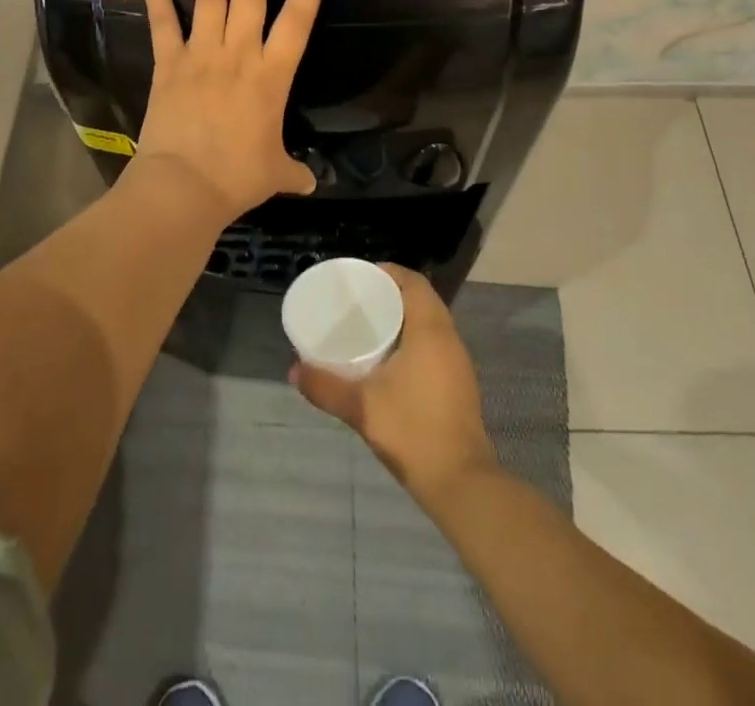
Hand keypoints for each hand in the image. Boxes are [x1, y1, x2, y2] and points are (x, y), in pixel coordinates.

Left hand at [134, 0, 334, 219]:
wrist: (183, 189)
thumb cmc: (236, 178)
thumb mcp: (274, 174)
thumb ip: (293, 170)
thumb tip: (310, 183)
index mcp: (272, 74)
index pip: (299, 18)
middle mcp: (239, 52)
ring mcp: (201, 54)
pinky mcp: (167, 63)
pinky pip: (163, 23)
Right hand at [291, 264, 496, 503]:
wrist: (461, 483)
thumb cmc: (412, 431)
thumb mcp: (361, 407)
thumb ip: (325, 386)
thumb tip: (293, 370)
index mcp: (430, 330)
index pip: (414, 282)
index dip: (388, 272)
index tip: (360, 278)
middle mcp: (449, 338)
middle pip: (422, 299)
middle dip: (391, 294)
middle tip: (359, 301)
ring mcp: (458, 362)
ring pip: (431, 323)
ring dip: (404, 317)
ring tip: (370, 326)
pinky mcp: (460, 384)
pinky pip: (436, 344)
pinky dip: (414, 339)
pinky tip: (391, 359)